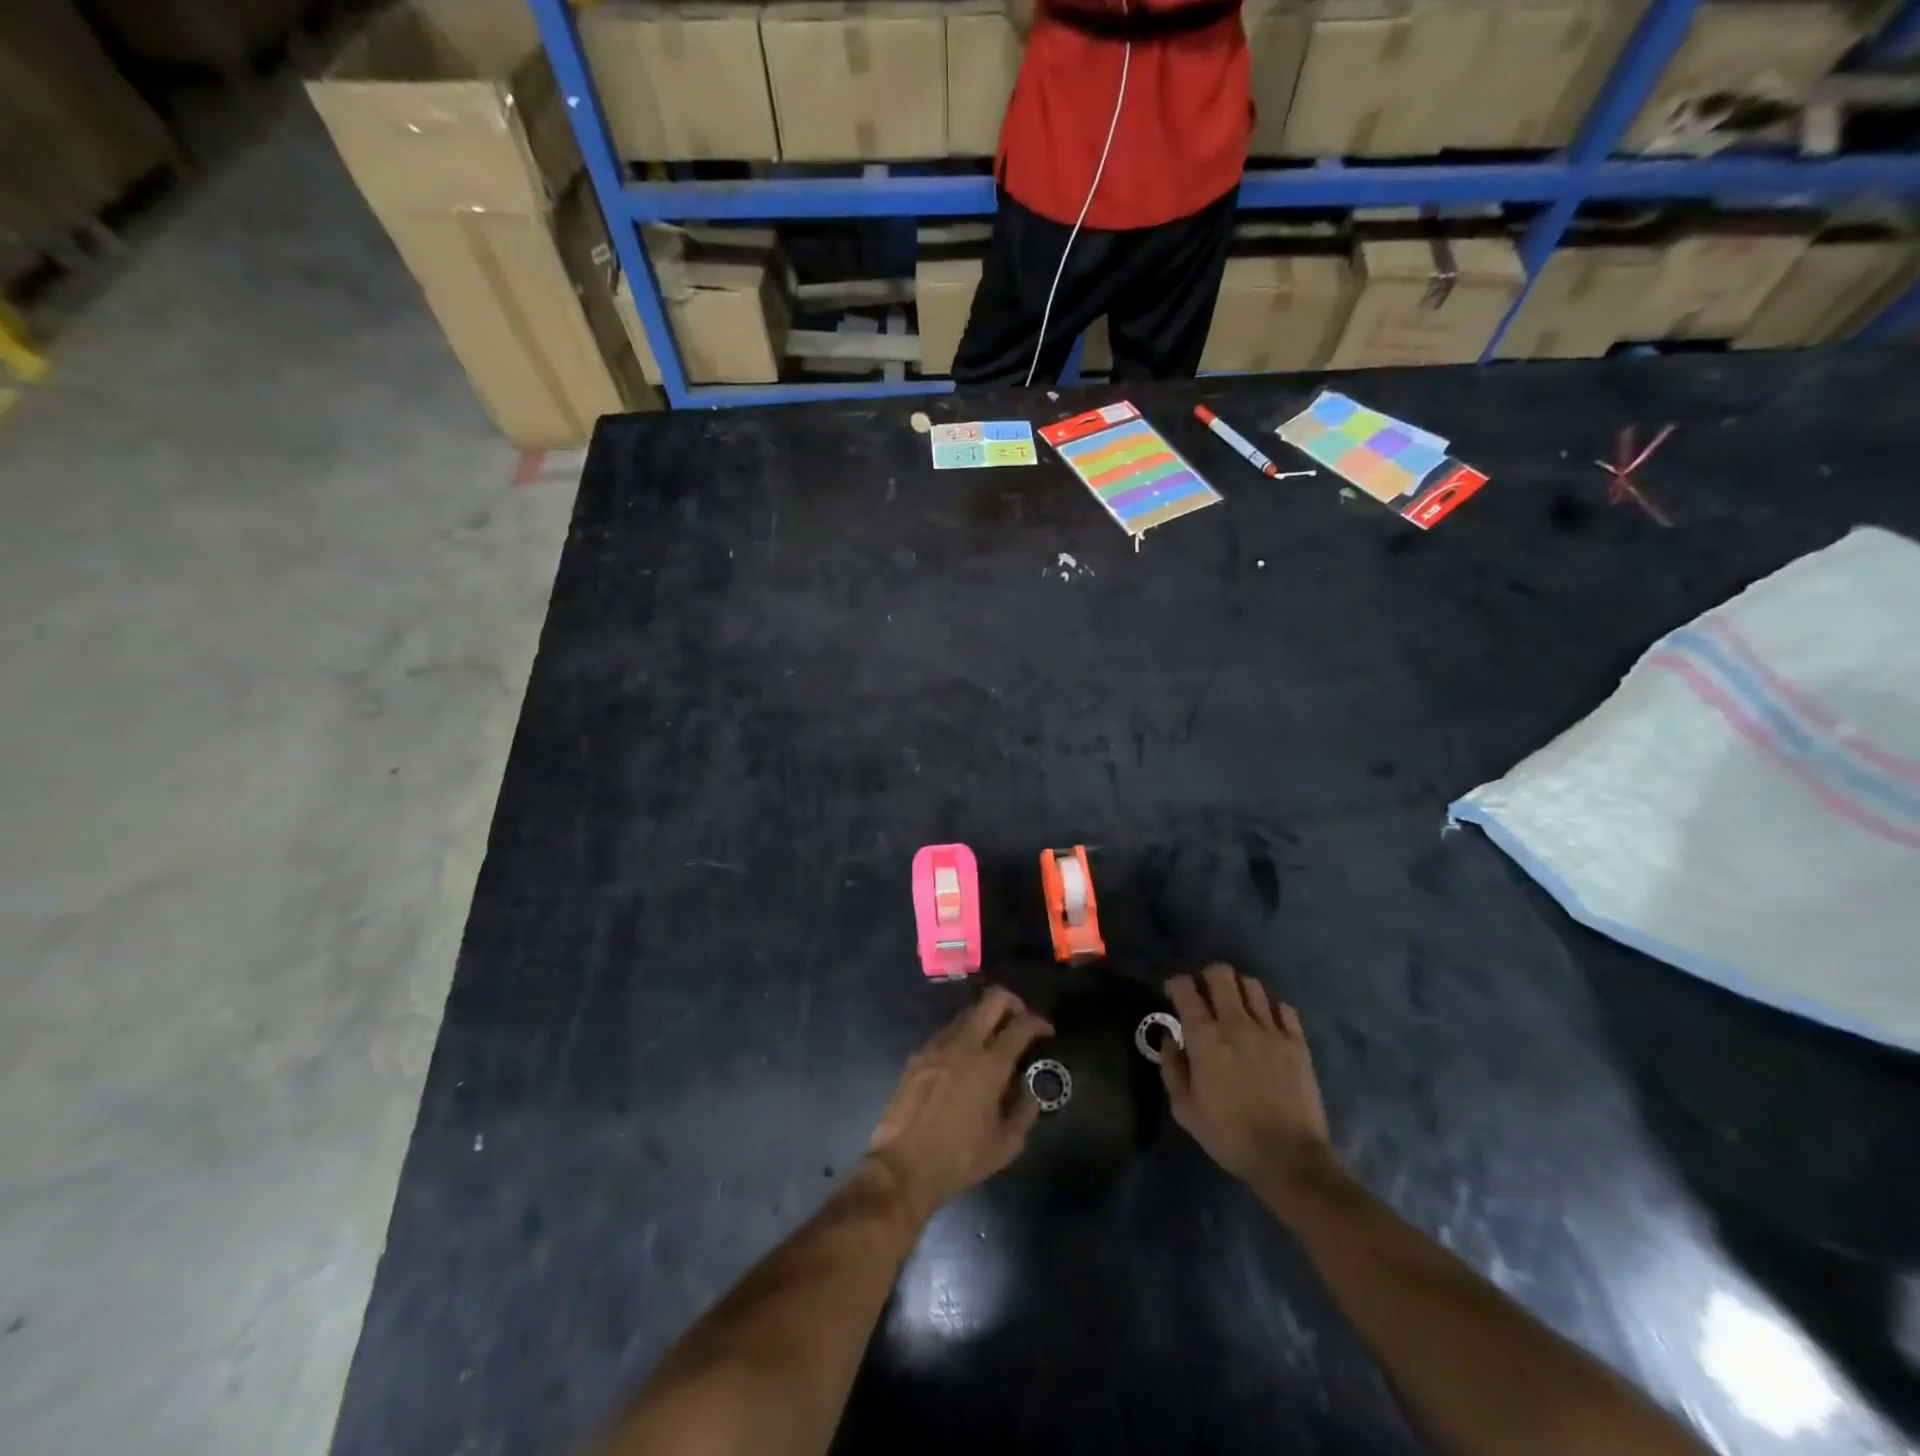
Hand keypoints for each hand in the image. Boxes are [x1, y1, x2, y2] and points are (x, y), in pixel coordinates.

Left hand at [866, 987, 1053, 1218]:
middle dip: (1013, 1003)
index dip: (1039, 1023)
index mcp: (990, 1064)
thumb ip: (1024, 1109)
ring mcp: (937, 1045)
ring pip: (968, 1012)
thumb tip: (1028, 1088)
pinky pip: (948, 1032)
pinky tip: (965, 1062)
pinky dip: (964, 1036)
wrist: (903, 1166)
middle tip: (1020, 1023)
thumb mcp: (1006, 1144)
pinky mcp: (918, 1054)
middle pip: (992, 999)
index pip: (1021, 1025)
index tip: (1047, 1032)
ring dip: (986, 1019)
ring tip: (993, 1044)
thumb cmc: (960, 1158)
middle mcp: (964, 1043)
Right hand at [1161, 964, 1335, 1196]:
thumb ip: (1172, 1067)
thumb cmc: (1229, 1135)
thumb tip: (1170, 1038)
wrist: (1289, 1158)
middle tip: (1205, 995)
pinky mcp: (1297, 1042)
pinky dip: (1271, 1009)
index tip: (1173, 994)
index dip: (1175, 984)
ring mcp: (1270, 1030)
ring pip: (1252, 985)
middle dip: (1207, 977)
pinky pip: (1284, 1008)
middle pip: (1221, 974)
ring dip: (1239, 989)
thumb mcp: (1185, 1109)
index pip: (1185, 987)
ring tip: (1236, 1006)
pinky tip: (1267, 1024)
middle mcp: (1236, 1023)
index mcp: (1204, 1037)